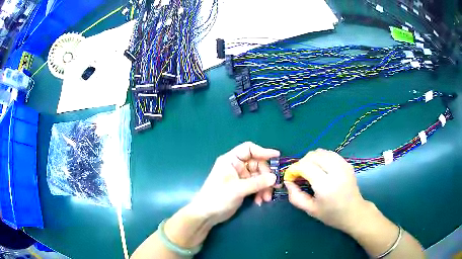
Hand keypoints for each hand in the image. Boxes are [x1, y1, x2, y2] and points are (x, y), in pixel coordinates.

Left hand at [188, 142, 279, 225]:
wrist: (207, 215)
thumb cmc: (217, 198)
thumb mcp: (237, 189)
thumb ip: (257, 183)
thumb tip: (274, 178)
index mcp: (231, 160)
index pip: (249, 149)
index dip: (263, 151)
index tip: (277, 157)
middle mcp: (236, 166)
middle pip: (257, 164)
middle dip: (266, 176)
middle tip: (273, 187)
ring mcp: (240, 177)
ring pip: (259, 176)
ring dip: (265, 186)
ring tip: (266, 198)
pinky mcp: (243, 187)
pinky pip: (256, 185)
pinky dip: (260, 192)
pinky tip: (260, 201)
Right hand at [284, 149, 368, 232]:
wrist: (354, 212)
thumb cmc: (331, 214)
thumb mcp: (310, 210)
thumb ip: (295, 196)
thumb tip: (288, 182)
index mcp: (326, 185)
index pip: (305, 166)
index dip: (294, 169)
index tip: (290, 177)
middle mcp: (335, 171)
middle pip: (313, 155)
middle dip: (302, 162)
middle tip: (299, 175)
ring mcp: (343, 165)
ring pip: (321, 151)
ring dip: (311, 159)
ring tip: (309, 171)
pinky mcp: (347, 163)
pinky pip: (330, 154)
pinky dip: (321, 158)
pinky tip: (320, 169)